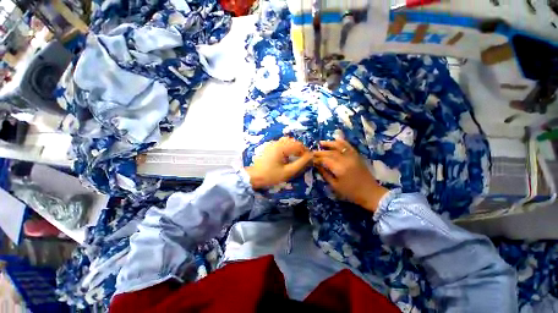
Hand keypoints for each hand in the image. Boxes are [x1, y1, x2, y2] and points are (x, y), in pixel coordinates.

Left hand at [245, 137, 312, 188]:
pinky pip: (280, 143)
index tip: (309, 158)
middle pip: (292, 141)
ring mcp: (272, 144)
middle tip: (303, 157)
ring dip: (293, 146)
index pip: (298, 145)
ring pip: (286, 141)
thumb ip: (300, 163)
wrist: (253, 177)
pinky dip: (287, 147)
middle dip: (300, 148)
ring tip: (296, 155)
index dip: (305, 150)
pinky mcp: (269, 147)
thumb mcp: (288, 172)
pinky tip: (286, 155)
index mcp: (282, 148)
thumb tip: (310, 157)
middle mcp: (277, 143)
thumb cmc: (271, 175)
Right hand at [314, 139, 387, 211]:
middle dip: (321, 152)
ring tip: (321, 143)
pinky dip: (342, 142)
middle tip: (313, 152)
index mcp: (340, 169)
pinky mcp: (357, 156)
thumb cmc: (351, 192)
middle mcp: (346, 160)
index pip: (325, 160)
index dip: (317, 159)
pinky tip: (336, 139)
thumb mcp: (335, 186)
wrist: (370, 193)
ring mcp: (352, 157)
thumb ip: (325, 174)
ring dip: (329, 143)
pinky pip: (349, 146)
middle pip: (331, 153)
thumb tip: (317, 166)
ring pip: (339, 147)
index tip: (311, 159)